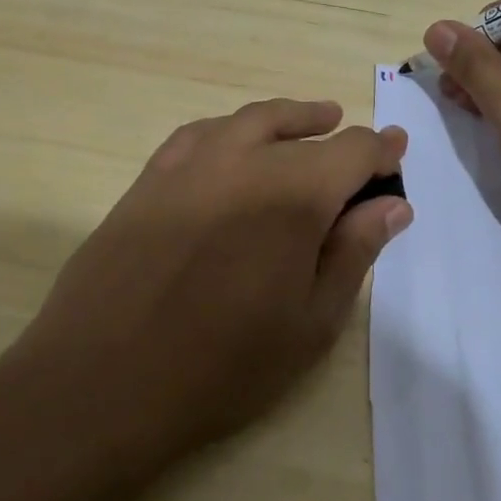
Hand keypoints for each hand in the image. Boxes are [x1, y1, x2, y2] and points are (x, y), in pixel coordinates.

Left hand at [18, 99, 410, 471]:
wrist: (102, 381)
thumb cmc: (222, 365)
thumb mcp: (311, 322)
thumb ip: (354, 252)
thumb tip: (393, 204)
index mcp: (293, 193)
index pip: (352, 151)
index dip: (381, 151)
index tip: (397, 154)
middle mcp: (244, 160)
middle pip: (305, 132)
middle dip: (340, 140)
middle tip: (360, 152)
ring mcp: (190, 163)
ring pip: (252, 120)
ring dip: (290, 119)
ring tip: (314, 121)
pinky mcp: (150, 177)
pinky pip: (201, 133)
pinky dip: (233, 129)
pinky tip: (236, 143)